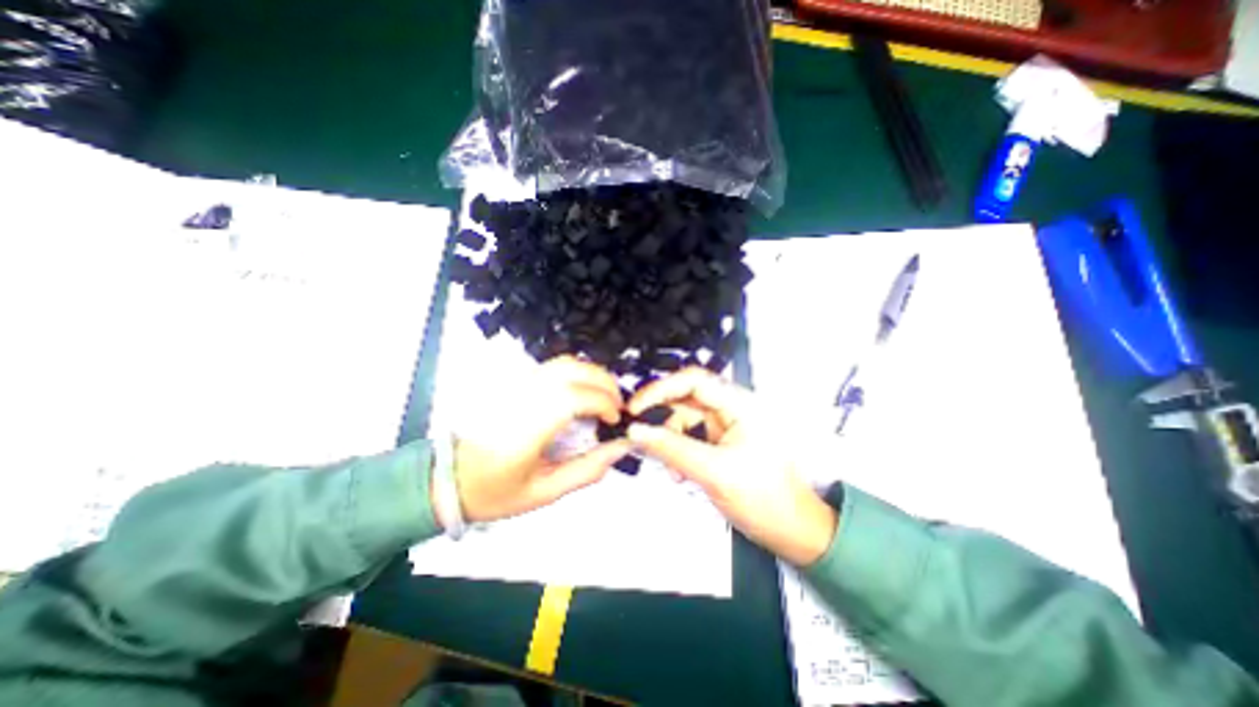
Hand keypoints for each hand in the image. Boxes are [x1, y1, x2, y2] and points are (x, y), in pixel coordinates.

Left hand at [446, 354, 633, 522]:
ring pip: (563, 363)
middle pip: (572, 370)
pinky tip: (584, 392)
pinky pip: (553, 367)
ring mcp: (516, 386)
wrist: (450, 479)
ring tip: (604, 397)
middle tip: (617, 405)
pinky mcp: (514, 383)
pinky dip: (577, 373)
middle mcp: (521, 398)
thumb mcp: (545, 492)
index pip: (573, 397)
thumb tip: (619, 447)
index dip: (603, 402)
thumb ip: (586, 470)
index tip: (614, 419)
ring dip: (593, 374)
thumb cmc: (494, 491)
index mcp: (526, 429)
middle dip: (605, 382)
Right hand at [627, 367, 833, 564]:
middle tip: (638, 430)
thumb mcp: (714, 472)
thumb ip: (672, 449)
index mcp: (740, 405)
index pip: (693, 381)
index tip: (636, 407)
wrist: (793, 533)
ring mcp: (726, 426)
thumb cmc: (768, 501)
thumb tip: (638, 431)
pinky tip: (678, 471)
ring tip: (668, 466)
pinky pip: (689, 437)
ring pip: (684, 419)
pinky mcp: (720, 443)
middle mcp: (732, 409)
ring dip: (669, 440)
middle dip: (661, 417)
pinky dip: (678, 452)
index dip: (660, 389)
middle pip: (686, 399)